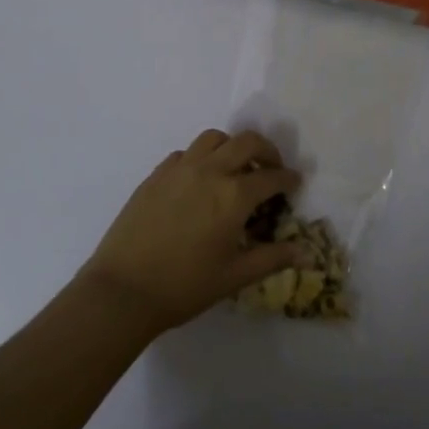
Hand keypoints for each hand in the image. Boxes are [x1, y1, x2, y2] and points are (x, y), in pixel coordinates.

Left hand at [78, 129, 307, 334]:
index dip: (288, 178)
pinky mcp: (156, 175)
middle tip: (272, 168)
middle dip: (266, 151)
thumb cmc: (184, 286)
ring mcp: (179, 169)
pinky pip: (186, 153)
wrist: (123, 290)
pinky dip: (202, 158)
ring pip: (214, 139)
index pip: (271, 177)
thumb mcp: (235, 276)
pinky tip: (200, 181)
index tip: (294, 183)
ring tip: (235, 169)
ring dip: (232, 147)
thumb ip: (272, 258)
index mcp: (233, 195)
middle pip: (246, 142)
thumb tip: (305, 251)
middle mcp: (209, 171)